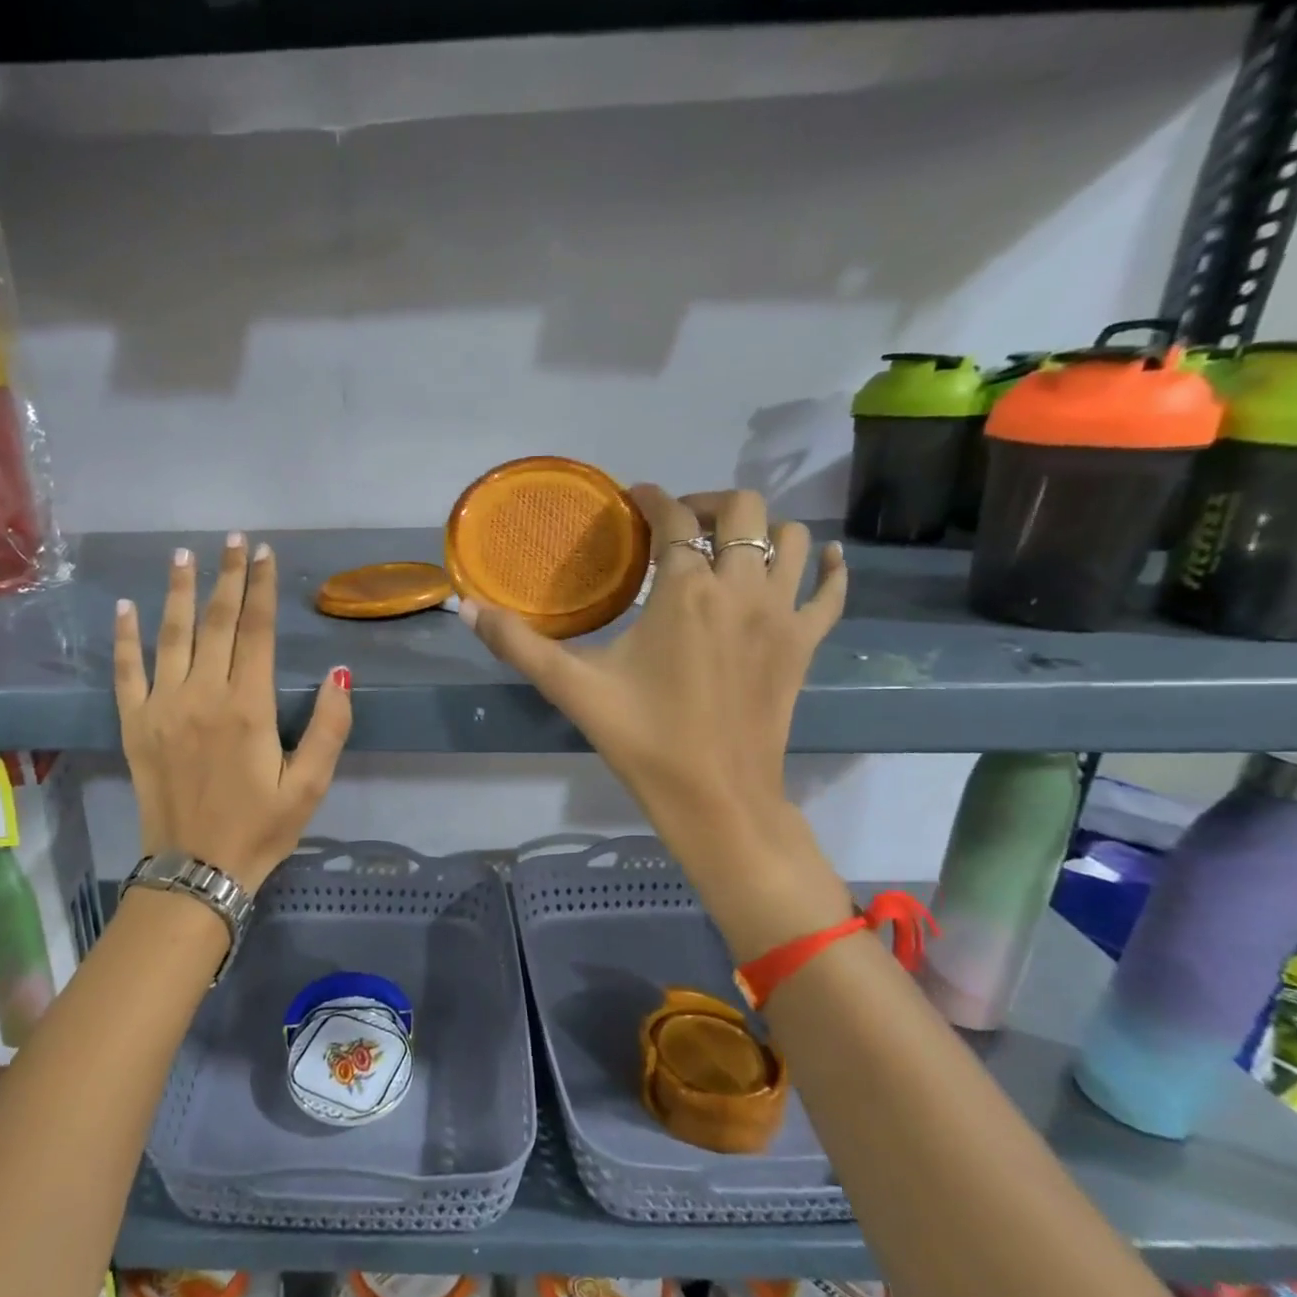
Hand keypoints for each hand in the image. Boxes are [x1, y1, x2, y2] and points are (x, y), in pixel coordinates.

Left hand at [115, 534, 351, 894]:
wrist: (195, 871)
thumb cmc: (260, 829)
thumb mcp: (310, 786)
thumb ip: (330, 729)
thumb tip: (339, 675)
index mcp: (248, 707)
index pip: (256, 631)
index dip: (261, 588)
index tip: (265, 554)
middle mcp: (203, 695)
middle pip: (216, 623)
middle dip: (227, 577)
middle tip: (234, 541)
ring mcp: (162, 706)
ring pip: (171, 635)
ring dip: (180, 592)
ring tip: (184, 555)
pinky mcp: (134, 724)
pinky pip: (127, 671)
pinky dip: (125, 637)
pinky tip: (125, 607)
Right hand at [461, 487, 851, 958]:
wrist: (715, 799)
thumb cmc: (642, 739)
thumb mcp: (572, 688)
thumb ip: (518, 644)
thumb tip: (465, 608)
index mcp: (684, 591)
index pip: (673, 518)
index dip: (652, 498)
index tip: (634, 498)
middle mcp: (740, 587)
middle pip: (743, 510)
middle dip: (709, 503)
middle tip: (680, 523)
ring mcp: (781, 615)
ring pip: (792, 538)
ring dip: (761, 529)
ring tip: (730, 545)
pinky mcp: (805, 644)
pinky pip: (831, 590)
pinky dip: (828, 566)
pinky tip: (819, 559)